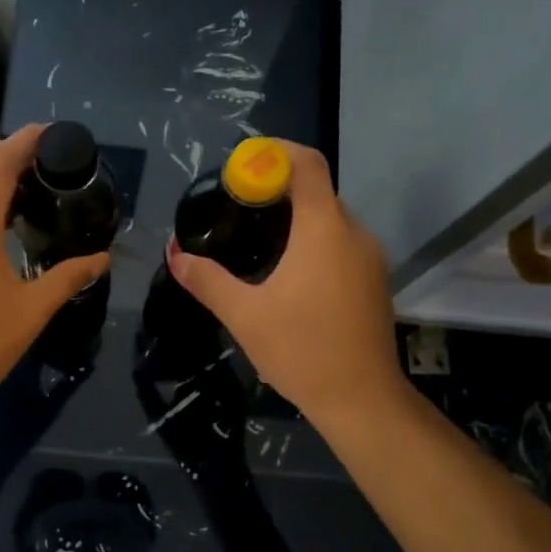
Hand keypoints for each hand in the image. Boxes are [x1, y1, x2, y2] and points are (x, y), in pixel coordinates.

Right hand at [167, 141, 403, 425]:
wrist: (361, 399)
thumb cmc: (301, 349)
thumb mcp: (244, 315)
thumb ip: (207, 280)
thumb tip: (175, 255)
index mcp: (324, 229)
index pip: (307, 164)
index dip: (274, 153)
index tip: (242, 166)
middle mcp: (354, 233)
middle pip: (316, 192)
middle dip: (277, 191)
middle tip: (238, 209)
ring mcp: (370, 258)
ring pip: (330, 220)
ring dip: (296, 220)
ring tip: (257, 243)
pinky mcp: (375, 282)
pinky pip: (341, 245)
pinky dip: (314, 243)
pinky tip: (288, 275)